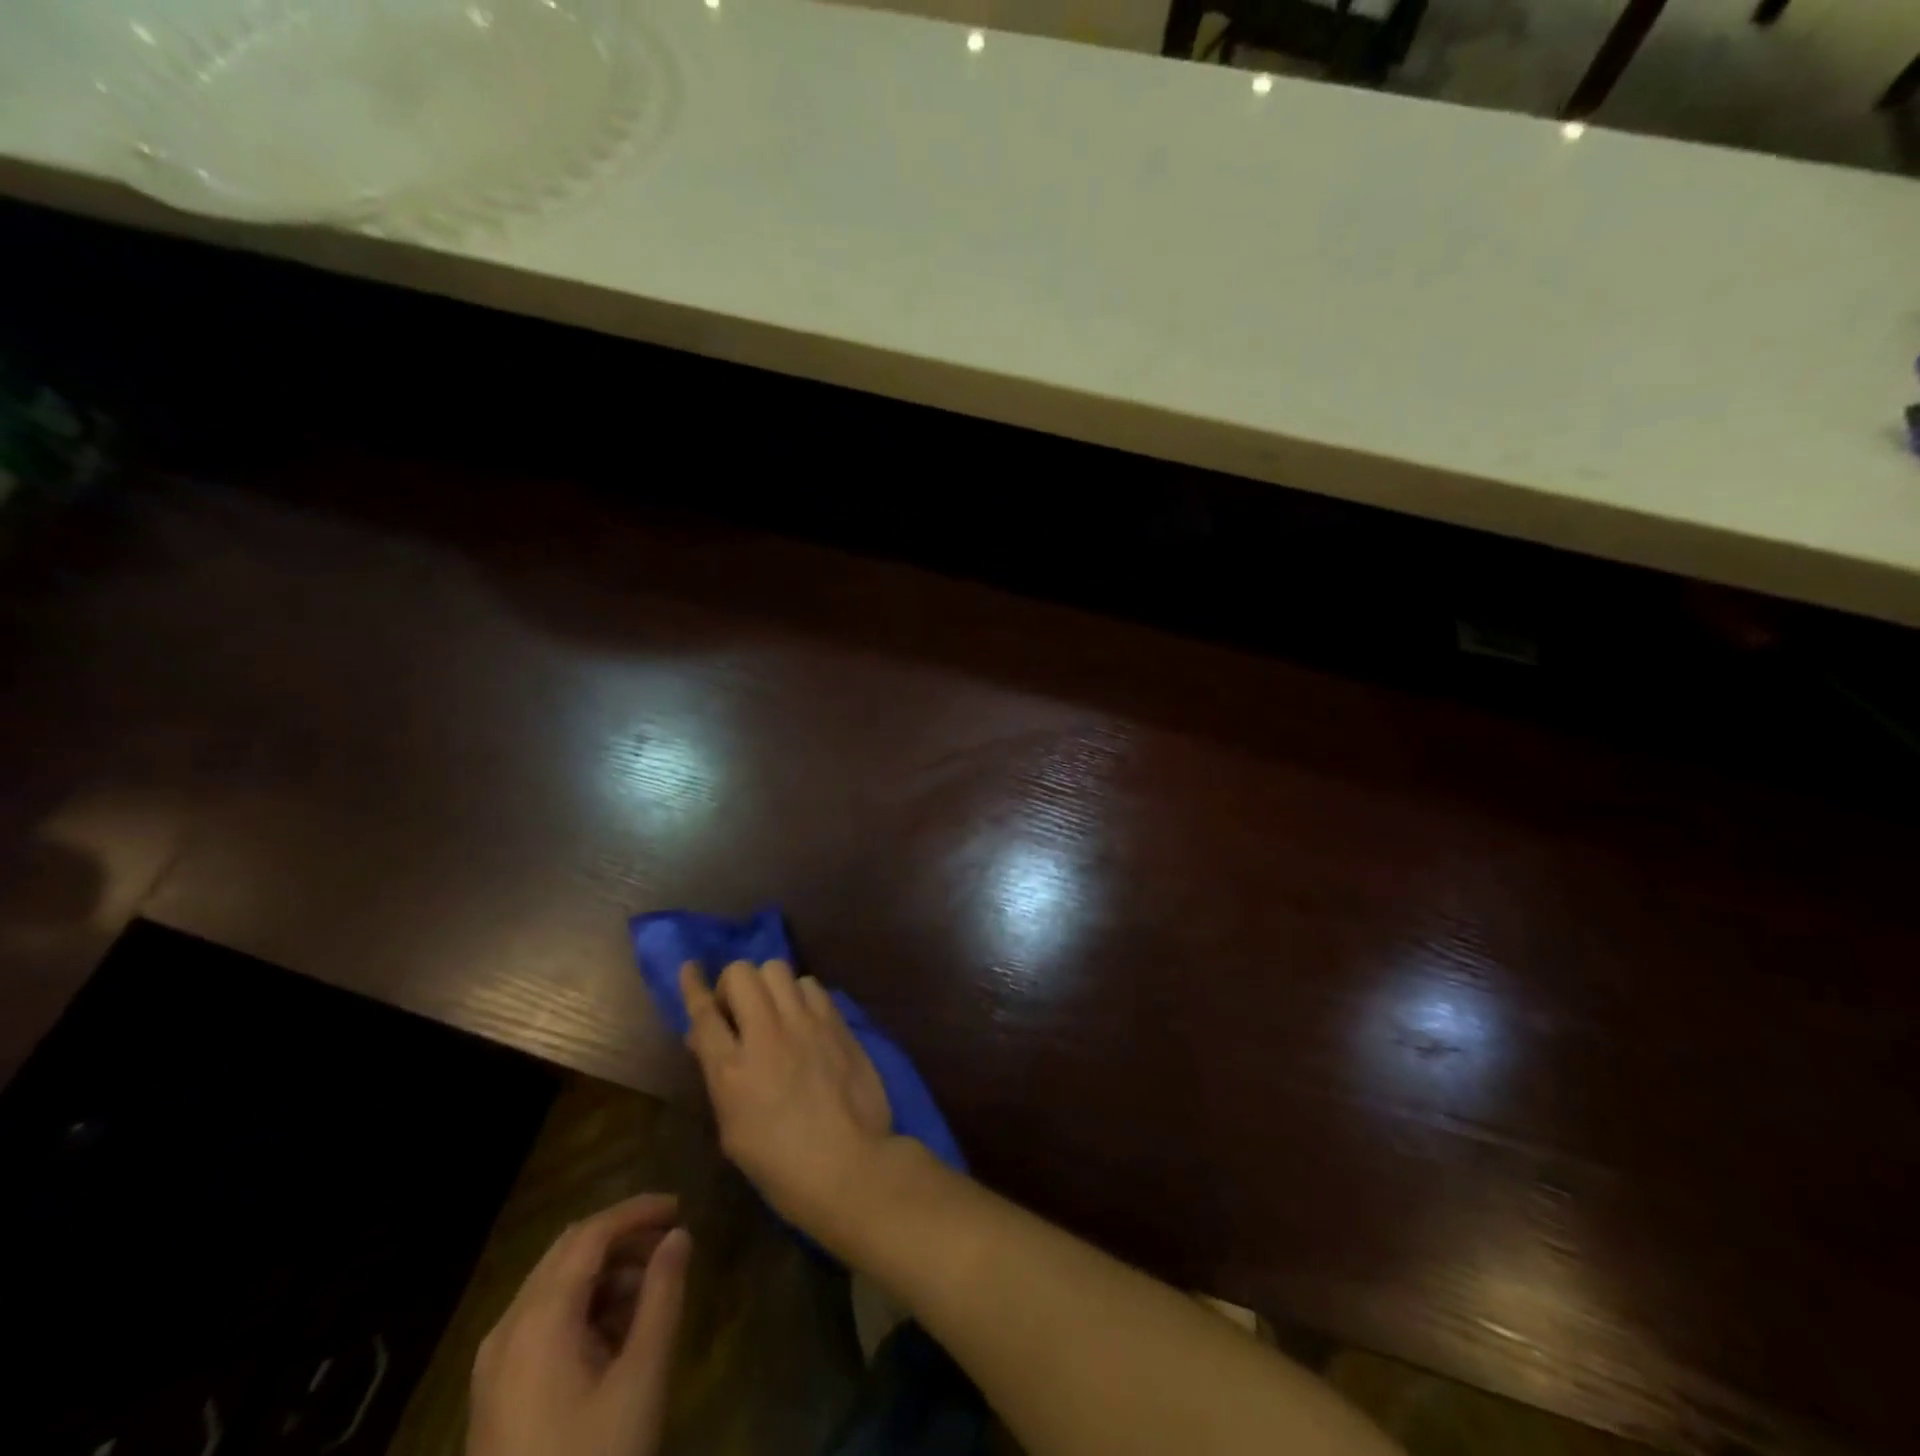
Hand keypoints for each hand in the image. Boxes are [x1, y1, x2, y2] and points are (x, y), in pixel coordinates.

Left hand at [468, 1195, 690, 1455]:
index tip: (680, 1207)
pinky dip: (584, 1306)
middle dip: (623, 1238)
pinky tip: (618, 1331)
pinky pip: (542, 1321)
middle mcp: (507, 1329)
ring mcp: (494, 1363)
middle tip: (671, 1241)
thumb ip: (663, 1296)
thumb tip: (679, 1236)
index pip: (590, 1234)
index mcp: (538, 1319)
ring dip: (606, 1273)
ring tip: (653, 1289)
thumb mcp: (642, 1377)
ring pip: (555, 1285)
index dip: (637, 1211)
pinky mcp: (496, 1392)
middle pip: (569, 1252)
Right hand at [681, 959, 892, 1239]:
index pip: (703, 1012)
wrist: (849, 1165)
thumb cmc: (781, 1166)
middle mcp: (767, 1034)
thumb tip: (707, 1038)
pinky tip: (805, 1018)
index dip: (693, 987)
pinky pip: (811, 985)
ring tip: (774, 1011)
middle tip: (739, 1011)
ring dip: (768, 986)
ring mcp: (806, 1023)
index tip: (690, 968)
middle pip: (741, 974)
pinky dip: (801, 995)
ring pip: (778, 969)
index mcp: (732, 1070)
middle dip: (733, 986)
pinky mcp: (837, 1021)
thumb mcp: (732, 1130)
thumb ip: (719, 1076)